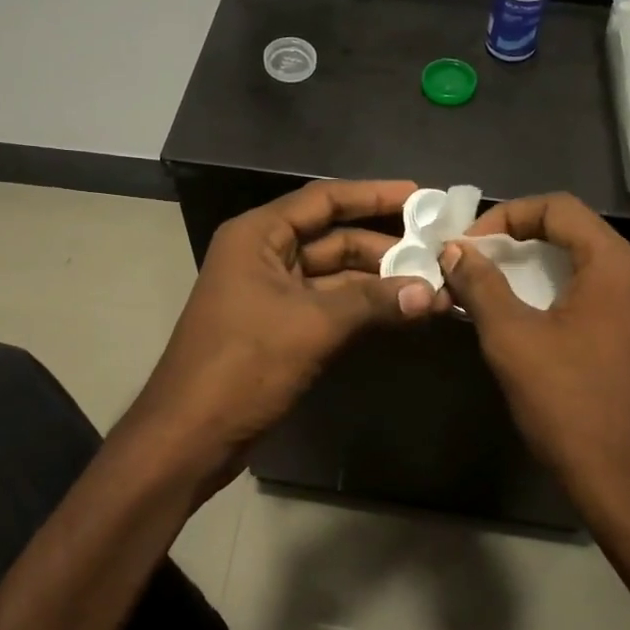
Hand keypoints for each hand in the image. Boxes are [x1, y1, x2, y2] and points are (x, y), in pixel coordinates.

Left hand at [133, 180, 438, 493]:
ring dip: (379, 283)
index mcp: (258, 236)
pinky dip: (363, 309)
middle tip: (438, 254)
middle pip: (333, 238)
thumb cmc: (243, 364)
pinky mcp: (279, 327)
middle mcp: (263, 255)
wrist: (190, 435)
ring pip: (335, 276)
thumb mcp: (312, 325)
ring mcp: (270, 293)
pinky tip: (403, 314)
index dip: (373, 195)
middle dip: (385, 247)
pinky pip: (329, 306)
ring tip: (433, 288)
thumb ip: (373, 303)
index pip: (324, 200)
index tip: (421, 196)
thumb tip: (432, 293)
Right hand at [437, 194, 629, 513]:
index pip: (558, 207)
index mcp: (616, 265)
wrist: (627, 481)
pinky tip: (531, 316)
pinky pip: (600, 294)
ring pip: (587, 264)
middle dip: (520, 239)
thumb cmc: (568, 403)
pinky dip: (561, 291)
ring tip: (496, 285)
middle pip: (575, 232)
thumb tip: (455, 251)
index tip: (469, 246)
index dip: (506, 216)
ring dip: (539, 266)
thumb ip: (481, 285)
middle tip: (477, 261)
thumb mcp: (512, 338)